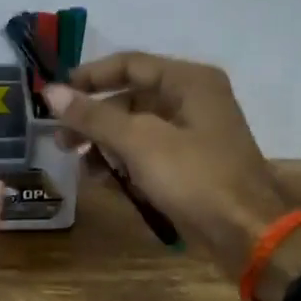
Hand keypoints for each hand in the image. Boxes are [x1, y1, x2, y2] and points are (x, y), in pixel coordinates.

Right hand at [44, 53, 291, 283]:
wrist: (248, 236)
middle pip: (131, 97)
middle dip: (93, 117)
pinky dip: (123, 162)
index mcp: (189, 82)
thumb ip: (95, 116)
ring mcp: (193, 135)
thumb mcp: (140, 143)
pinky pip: (148, 154)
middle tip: (60, 138)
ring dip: (104, 142)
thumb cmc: (196, 179)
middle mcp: (193, 100)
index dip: (90, 77)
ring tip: (77, 162)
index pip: (129, 64)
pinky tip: (101, 179)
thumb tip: (52, 92)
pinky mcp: (190, 166)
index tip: (54, 95)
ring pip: (136, 128)